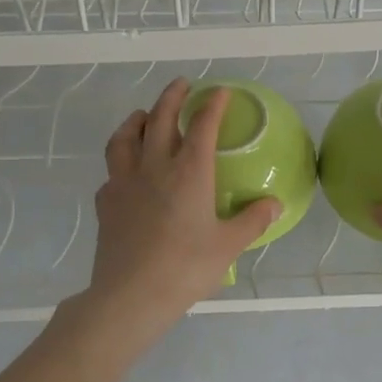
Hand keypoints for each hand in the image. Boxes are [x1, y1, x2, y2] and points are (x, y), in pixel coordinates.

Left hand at [82, 78, 281, 332]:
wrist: (131, 295)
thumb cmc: (185, 268)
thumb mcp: (228, 245)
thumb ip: (253, 221)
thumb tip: (275, 204)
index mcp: (189, 173)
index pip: (202, 126)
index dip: (212, 104)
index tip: (220, 91)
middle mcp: (154, 167)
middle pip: (160, 119)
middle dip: (172, 97)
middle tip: (181, 85)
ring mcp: (124, 182)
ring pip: (125, 137)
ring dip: (136, 120)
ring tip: (143, 115)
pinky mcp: (106, 202)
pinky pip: (112, 171)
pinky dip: (120, 161)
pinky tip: (126, 171)